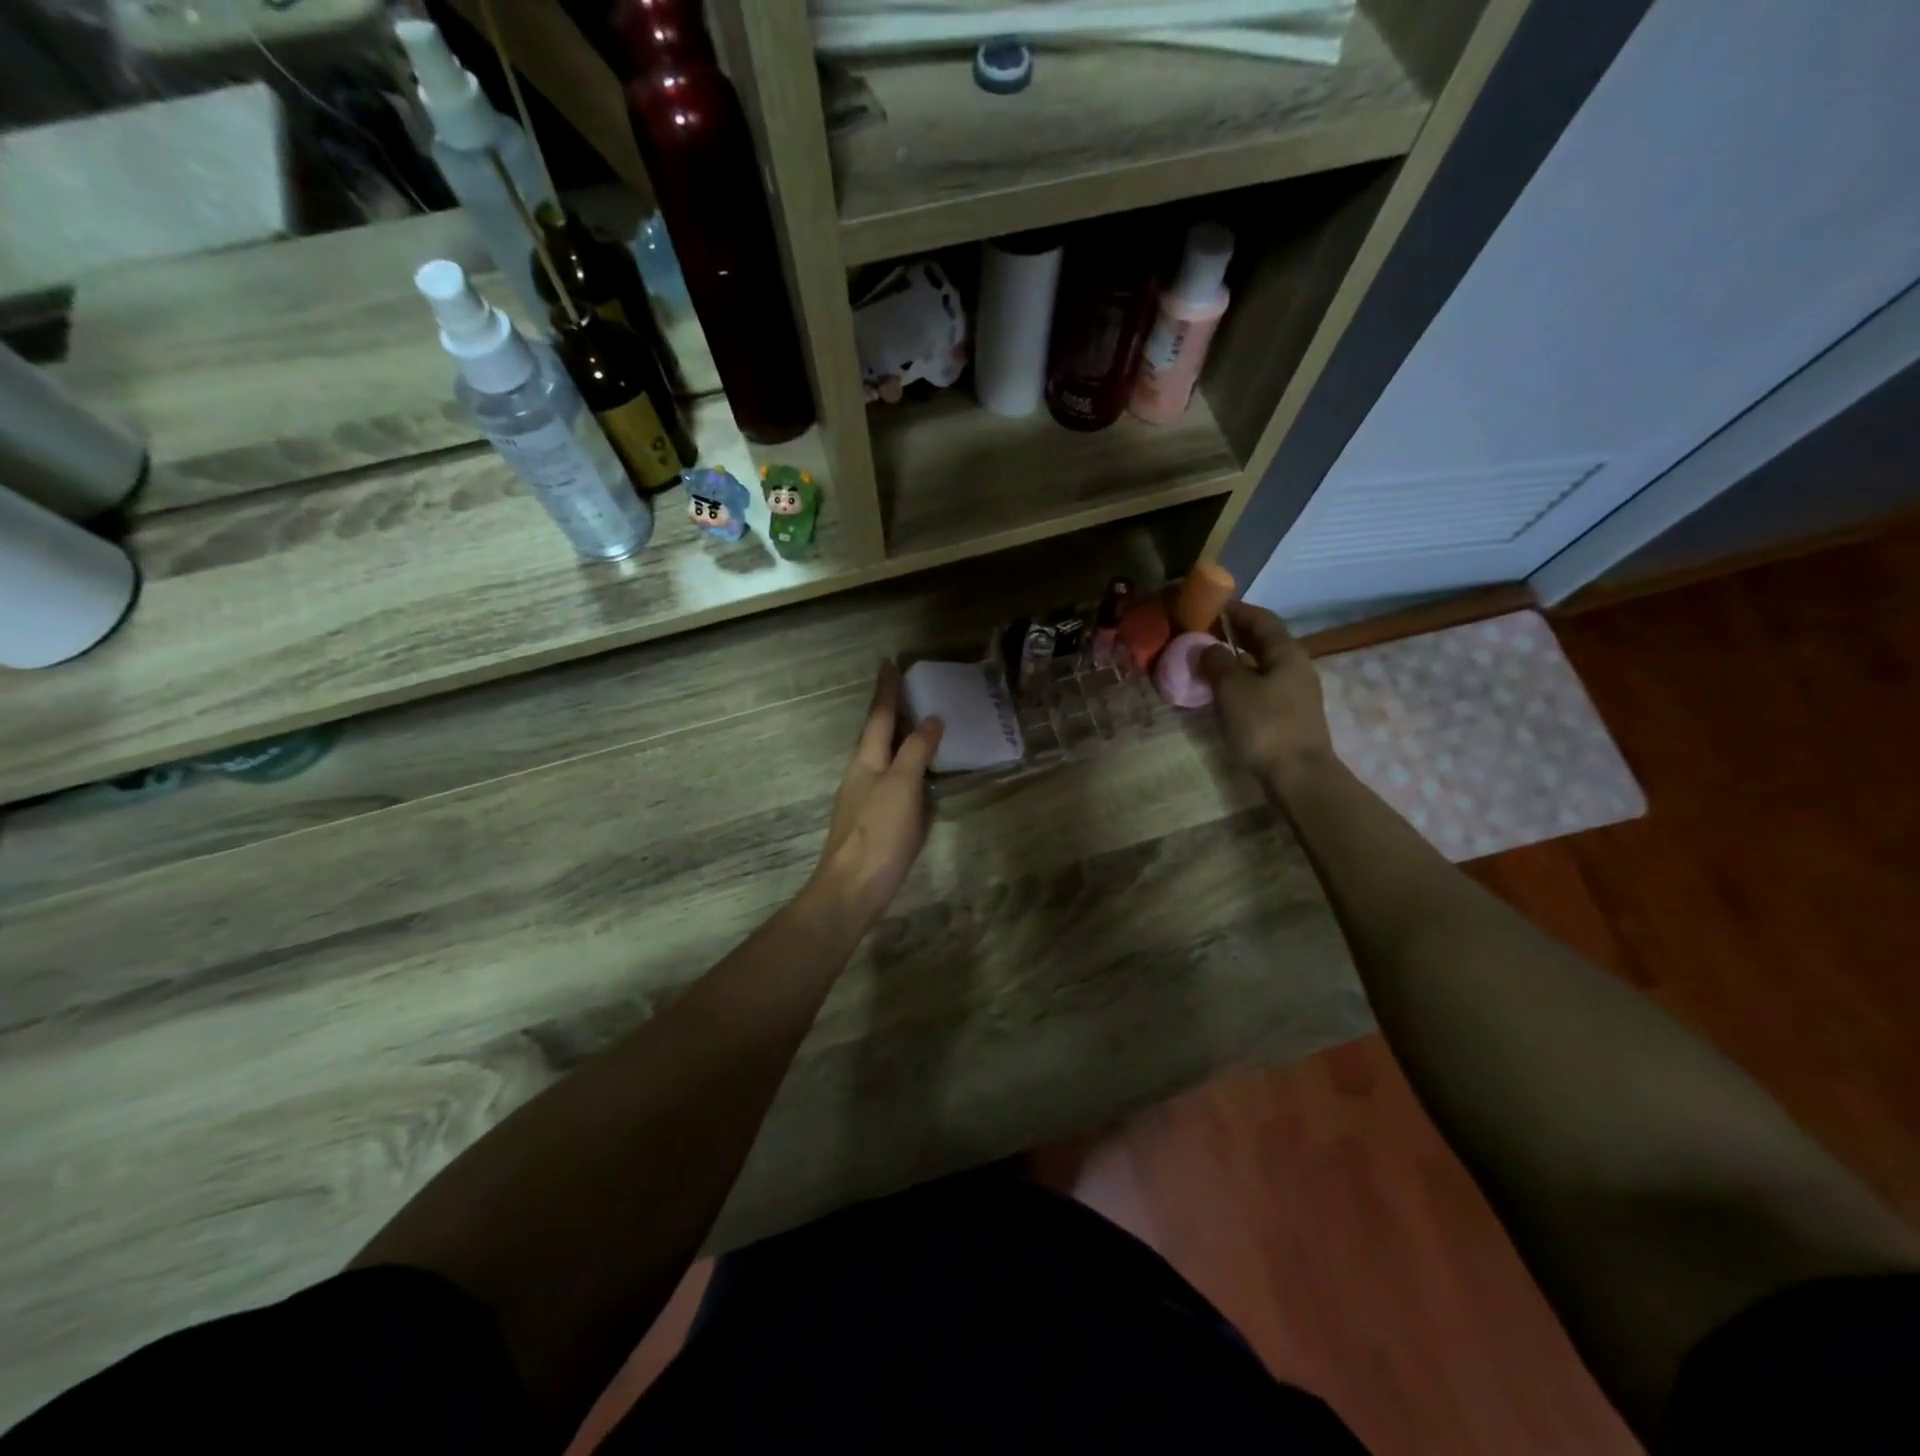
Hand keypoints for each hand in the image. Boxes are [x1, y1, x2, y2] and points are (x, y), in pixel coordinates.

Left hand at [806, 664, 943, 931]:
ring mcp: (864, 799)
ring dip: (899, 739)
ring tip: (919, 726)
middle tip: (909, 690)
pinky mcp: (872, 822)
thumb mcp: (902, 786)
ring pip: (883, 758)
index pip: (878, 716)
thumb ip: (916, 751)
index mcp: (866, 760)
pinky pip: (892, 782)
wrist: (852, 889)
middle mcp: (861, 774)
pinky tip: (918, 777)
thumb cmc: (878, 832)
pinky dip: (905, 768)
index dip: (886, 690)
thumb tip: (931, 719)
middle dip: (891, 712)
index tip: (889, 663)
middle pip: (877, 735)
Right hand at [1199, 603, 1333, 784]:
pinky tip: (1224, 692)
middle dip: (1235, 634)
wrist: (1298, 775)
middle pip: (1264, 641)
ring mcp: (1296, 692)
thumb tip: (1205, 647)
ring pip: (1263, 665)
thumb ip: (1216, 662)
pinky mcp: (1290, 715)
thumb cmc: (1264, 725)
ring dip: (1237, 659)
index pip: (1261, 619)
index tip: (1211, 606)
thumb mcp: (1232, 689)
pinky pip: (1263, 686)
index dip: (1236, 610)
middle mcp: (1296, 666)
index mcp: (1286, 652)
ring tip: (1208, 662)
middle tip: (1204, 633)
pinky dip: (1243, 681)